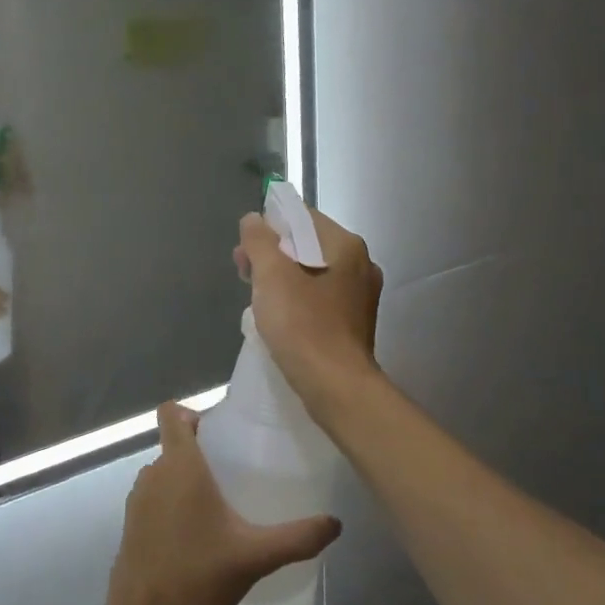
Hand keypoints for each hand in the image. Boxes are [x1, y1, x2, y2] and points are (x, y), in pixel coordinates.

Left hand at [103, 404, 340, 604]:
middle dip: (201, 453)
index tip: (220, 432)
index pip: (171, 413)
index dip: (192, 413)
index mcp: (179, 466)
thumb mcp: (255, 556)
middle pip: (173, 445)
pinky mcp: (130, 526)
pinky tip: (197, 536)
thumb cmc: (198, 576)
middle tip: (235, 472)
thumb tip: (335, 523)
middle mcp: (153, 474)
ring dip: (186, 482)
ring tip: (220, 505)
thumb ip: (297, 537)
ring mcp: (136, 500)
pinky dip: (172, 506)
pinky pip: (154, 500)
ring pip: (164, 474)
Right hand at [234, 206, 384, 413]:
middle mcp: (360, 264)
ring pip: (312, 271)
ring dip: (281, 277)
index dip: (268, 226)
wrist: (336, 387)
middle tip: (243, 272)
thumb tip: (253, 219)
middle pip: (307, 243)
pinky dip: (297, 298)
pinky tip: (279, 315)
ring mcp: (360, 295)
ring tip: (256, 295)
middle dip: (272, 253)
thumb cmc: (302, 326)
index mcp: (345, 245)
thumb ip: (259, 241)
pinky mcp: (353, 321)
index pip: (302, 217)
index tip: (244, 248)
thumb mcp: (271, 276)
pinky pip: (319, 296)